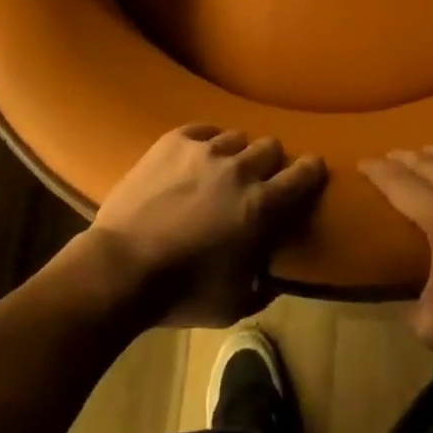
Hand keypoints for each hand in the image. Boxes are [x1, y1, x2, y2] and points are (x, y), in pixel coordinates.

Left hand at [91, 124, 327, 326]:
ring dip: (236, 153)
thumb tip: (273, 272)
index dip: (311, 170)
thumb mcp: (234, 304)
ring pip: (237, 136)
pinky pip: (203, 129)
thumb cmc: (182, 292)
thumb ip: (263, 284)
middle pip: (270, 146)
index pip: (303, 173)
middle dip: (271, 162)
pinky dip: (206, 141)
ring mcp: (206, 150)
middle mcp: (240, 169)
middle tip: (259, 179)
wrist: (121, 268)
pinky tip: (198, 156)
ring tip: (223, 169)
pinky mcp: (175, 141)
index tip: (312, 171)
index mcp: (262, 205)